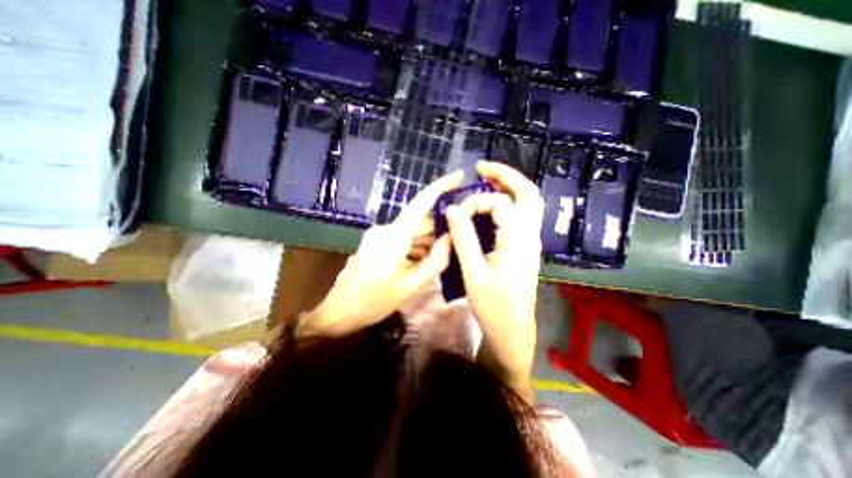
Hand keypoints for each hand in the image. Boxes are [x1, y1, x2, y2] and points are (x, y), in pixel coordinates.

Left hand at [298, 170, 463, 336]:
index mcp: (394, 236)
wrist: (341, 311)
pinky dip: (416, 247)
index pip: (421, 203)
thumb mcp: (413, 284)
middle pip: (420, 222)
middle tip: (457, 242)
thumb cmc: (376, 300)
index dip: (441, 186)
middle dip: (439, 230)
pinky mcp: (377, 241)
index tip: (459, 175)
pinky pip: (403, 239)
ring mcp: (379, 234)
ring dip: (427, 242)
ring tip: (439, 260)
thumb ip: (437, 260)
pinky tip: (422, 263)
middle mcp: (386, 228)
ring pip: (412, 232)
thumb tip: (452, 238)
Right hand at [442, 161, 540, 403]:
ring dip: (508, 186)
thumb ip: (464, 238)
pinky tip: (489, 206)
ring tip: (485, 178)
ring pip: (527, 203)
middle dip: (506, 175)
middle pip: (528, 193)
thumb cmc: (493, 307)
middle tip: (481, 168)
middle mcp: (529, 236)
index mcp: (518, 240)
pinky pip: (520, 216)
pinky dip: (506, 203)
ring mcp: (529, 241)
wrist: (513, 332)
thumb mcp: (474, 272)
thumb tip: (452, 209)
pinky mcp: (523, 248)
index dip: (475, 203)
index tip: (456, 215)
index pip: (499, 203)